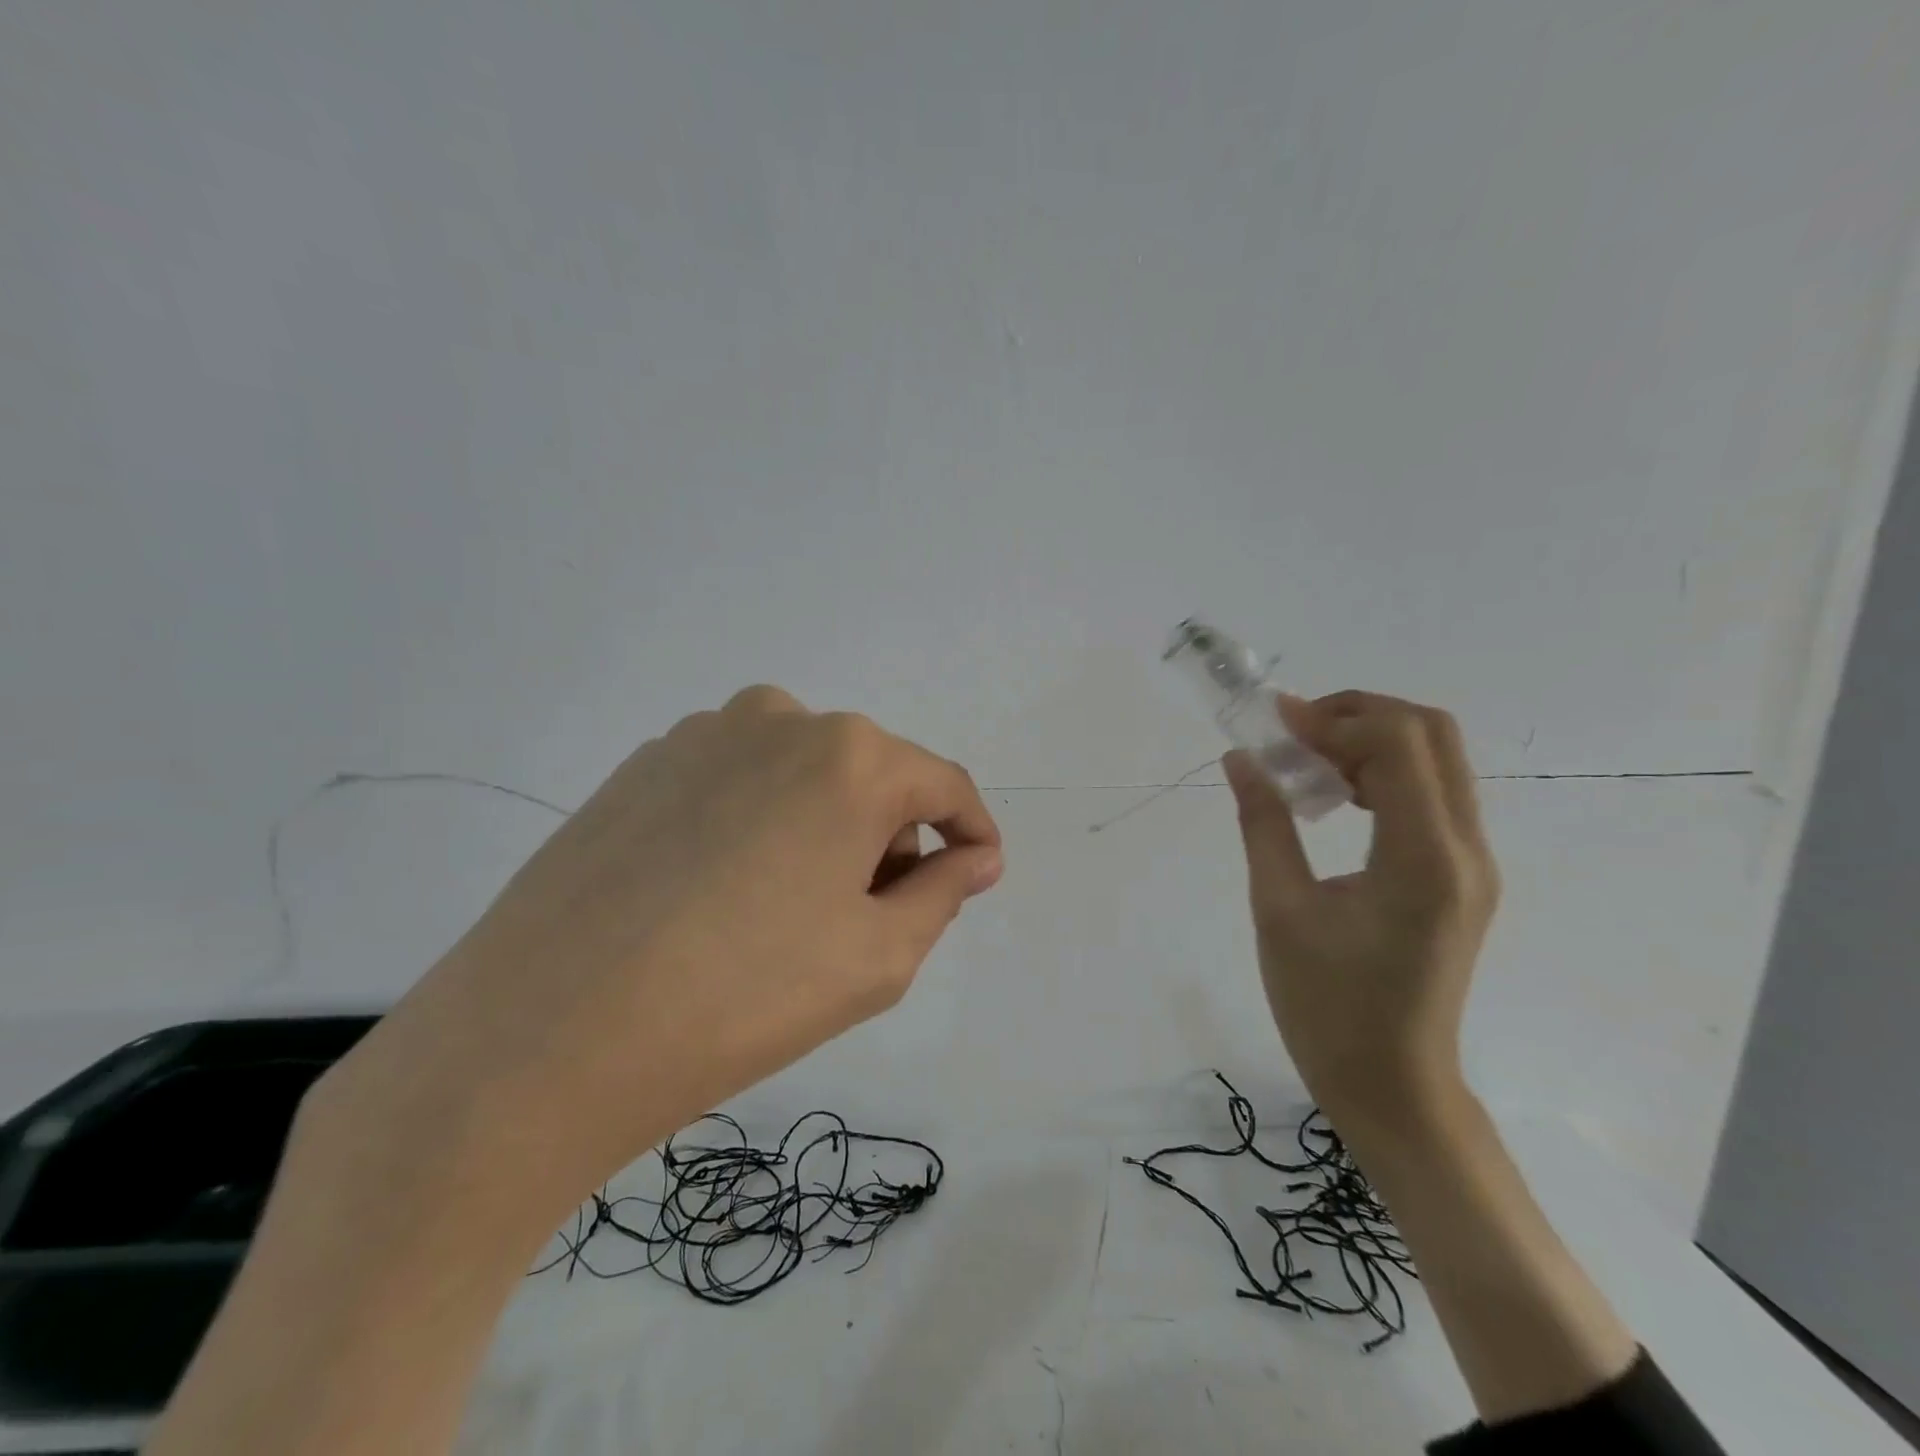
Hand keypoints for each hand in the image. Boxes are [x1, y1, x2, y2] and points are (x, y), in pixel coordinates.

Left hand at [307, 685, 1002, 1226]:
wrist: (540, 1037)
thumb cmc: (742, 997)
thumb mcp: (878, 957)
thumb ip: (944, 891)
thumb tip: (976, 855)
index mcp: (849, 755)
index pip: (945, 784)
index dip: (972, 832)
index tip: (976, 874)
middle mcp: (780, 719)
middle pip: (872, 776)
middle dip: (889, 839)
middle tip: (864, 920)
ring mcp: (701, 735)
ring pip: (803, 775)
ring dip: (823, 828)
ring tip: (784, 913)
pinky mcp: (643, 764)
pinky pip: (737, 784)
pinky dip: (758, 826)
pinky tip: (718, 896)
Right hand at [1222, 691, 1498, 1128]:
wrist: (1393, 1085)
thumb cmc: (1326, 1006)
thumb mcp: (1279, 909)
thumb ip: (1263, 824)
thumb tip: (1241, 759)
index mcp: (1422, 859)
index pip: (1397, 744)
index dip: (1332, 719)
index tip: (1272, 723)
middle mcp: (1466, 850)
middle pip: (1432, 734)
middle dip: (1358, 715)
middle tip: (1292, 734)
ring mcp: (1473, 864)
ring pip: (1436, 761)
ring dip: (1370, 743)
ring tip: (1306, 764)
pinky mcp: (1463, 877)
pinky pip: (1432, 796)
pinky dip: (1384, 775)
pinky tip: (1335, 800)